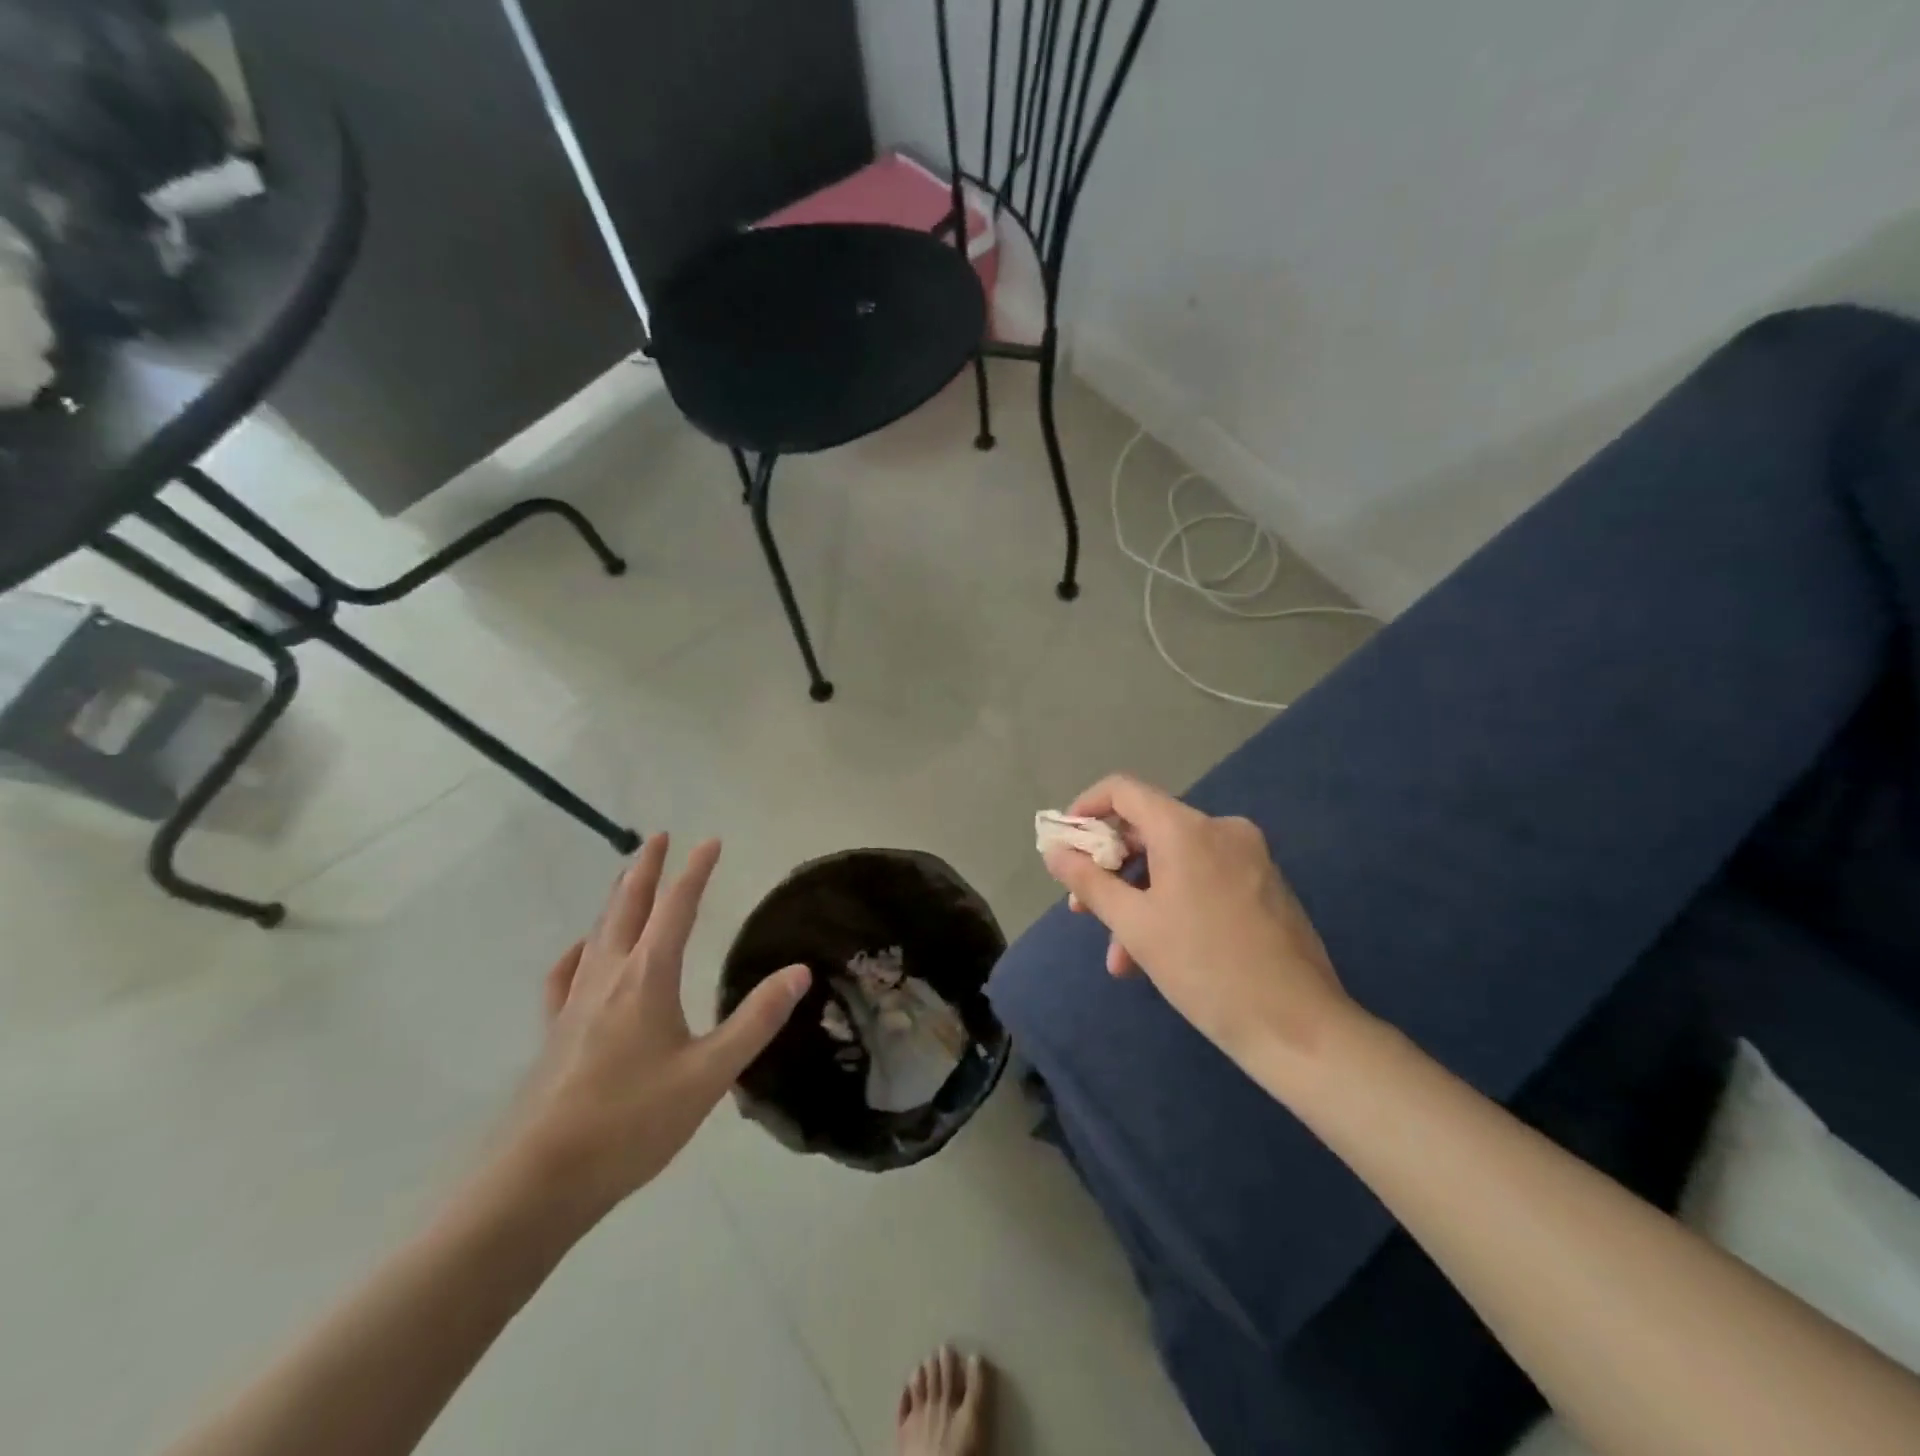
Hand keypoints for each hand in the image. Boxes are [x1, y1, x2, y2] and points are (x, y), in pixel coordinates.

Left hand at [507, 835, 809, 1216]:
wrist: (541, 1179)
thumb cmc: (633, 1122)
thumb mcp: (710, 1073)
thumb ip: (756, 1020)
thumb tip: (799, 971)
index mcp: (648, 977)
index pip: (676, 908)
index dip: (695, 872)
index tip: (709, 841)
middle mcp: (609, 976)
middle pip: (628, 906)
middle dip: (646, 868)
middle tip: (658, 837)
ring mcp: (576, 1002)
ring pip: (599, 932)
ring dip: (617, 898)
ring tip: (628, 879)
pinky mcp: (556, 1031)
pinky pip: (568, 973)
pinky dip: (580, 949)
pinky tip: (583, 951)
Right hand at [1041, 775, 1354, 1062]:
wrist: (1299, 1026)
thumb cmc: (1205, 968)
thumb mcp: (1135, 925)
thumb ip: (1089, 881)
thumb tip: (1054, 851)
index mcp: (1187, 829)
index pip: (1123, 790)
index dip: (1086, 808)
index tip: (1065, 844)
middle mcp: (1221, 829)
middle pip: (1147, 829)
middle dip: (1109, 868)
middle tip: (1082, 909)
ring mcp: (1249, 856)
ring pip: (1174, 862)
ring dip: (1139, 899)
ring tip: (1120, 957)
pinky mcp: (1264, 884)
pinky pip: (1202, 878)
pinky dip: (1172, 903)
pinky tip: (1156, 954)